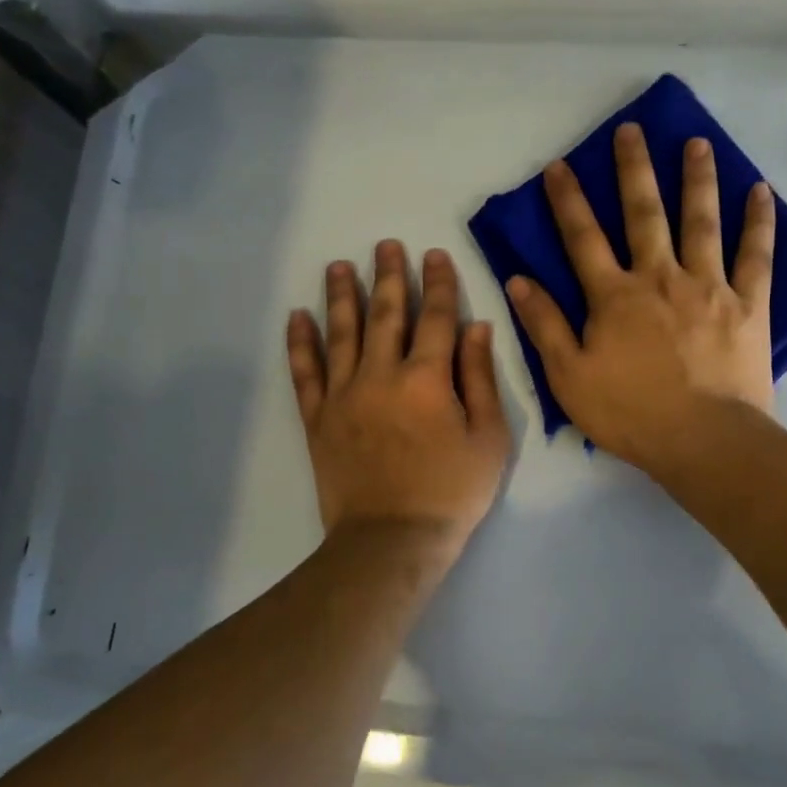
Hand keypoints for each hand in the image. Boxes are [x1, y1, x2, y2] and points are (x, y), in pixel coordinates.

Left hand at [287, 241, 510, 551]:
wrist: (392, 540)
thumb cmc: (451, 493)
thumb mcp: (488, 438)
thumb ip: (480, 379)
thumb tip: (476, 327)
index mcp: (428, 378)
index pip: (435, 317)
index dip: (438, 283)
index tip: (434, 254)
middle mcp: (382, 375)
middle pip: (385, 315)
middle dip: (389, 276)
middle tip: (386, 245)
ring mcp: (344, 395)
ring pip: (341, 333)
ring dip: (341, 296)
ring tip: (339, 265)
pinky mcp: (318, 418)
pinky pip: (305, 372)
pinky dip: (300, 343)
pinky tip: (298, 317)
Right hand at [505, 124, 774, 470]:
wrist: (703, 441)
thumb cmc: (630, 414)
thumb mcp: (569, 376)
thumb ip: (544, 325)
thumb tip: (516, 280)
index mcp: (614, 296)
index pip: (582, 237)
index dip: (567, 200)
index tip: (559, 165)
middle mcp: (660, 277)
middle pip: (643, 214)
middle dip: (633, 170)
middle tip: (631, 130)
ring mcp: (709, 286)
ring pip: (701, 221)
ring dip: (697, 179)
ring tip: (696, 143)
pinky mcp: (748, 304)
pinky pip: (756, 255)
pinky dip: (758, 222)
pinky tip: (760, 192)